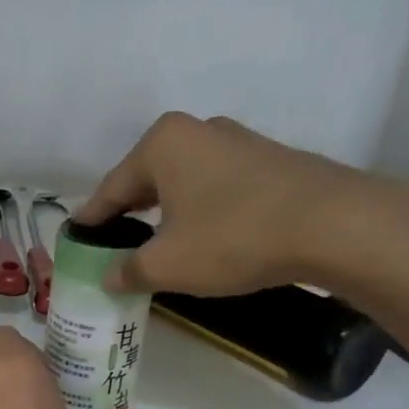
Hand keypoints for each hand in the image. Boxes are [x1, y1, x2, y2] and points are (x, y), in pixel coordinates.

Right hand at [77, 112, 384, 295]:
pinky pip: (214, 188)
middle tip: (112, 249)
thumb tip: (108, 277)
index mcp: (161, 144)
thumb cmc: (233, 237)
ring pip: (182, 183)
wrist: (334, 225)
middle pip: (145, 180)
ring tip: (153, 247)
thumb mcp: (167, 264)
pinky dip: (198, 212)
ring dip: (164, 214)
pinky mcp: (268, 161)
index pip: (109, 189)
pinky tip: (200, 238)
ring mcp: (237, 142)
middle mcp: (196, 131)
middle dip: (126, 216)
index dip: (90, 222)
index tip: (74, 244)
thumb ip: (128, 271)